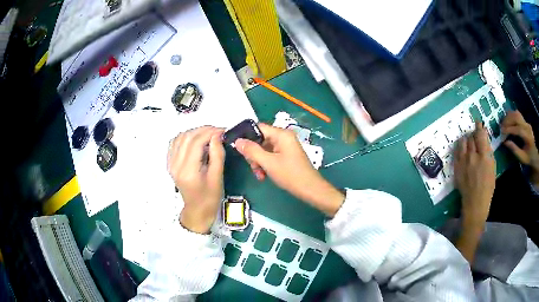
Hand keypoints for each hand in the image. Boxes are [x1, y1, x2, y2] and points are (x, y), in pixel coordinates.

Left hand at [167, 126, 224, 233]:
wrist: (197, 209)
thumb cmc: (210, 197)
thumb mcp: (217, 177)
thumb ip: (217, 154)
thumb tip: (217, 135)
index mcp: (188, 171)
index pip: (196, 142)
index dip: (210, 132)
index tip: (223, 131)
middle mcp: (176, 165)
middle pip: (187, 137)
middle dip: (204, 130)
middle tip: (218, 131)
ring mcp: (171, 163)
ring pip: (180, 137)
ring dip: (195, 132)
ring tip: (209, 134)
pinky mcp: (170, 163)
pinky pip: (175, 143)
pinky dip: (185, 137)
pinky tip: (195, 139)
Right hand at [234, 124, 343, 215]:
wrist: (310, 189)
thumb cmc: (290, 174)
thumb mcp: (268, 163)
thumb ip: (251, 151)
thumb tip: (237, 141)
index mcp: (281, 134)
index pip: (258, 128)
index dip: (246, 135)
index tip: (235, 146)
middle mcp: (283, 137)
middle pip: (260, 140)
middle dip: (253, 154)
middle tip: (252, 166)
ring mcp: (285, 147)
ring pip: (263, 150)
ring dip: (258, 162)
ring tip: (259, 175)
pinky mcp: (286, 156)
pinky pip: (270, 156)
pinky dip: (265, 165)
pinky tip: (264, 176)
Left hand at [454, 122, 495, 225]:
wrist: (474, 202)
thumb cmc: (487, 187)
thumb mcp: (492, 168)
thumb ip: (488, 152)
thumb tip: (484, 140)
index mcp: (483, 157)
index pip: (480, 135)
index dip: (479, 127)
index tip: (478, 122)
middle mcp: (472, 156)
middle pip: (471, 137)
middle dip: (474, 134)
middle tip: (475, 136)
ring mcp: (463, 161)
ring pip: (463, 142)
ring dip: (466, 139)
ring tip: (469, 142)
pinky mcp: (456, 167)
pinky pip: (457, 151)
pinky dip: (460, 147)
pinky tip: (462, 148)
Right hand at [501, 110, 538, 184]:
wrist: (534, 153)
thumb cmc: (528, 157)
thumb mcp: (522, 157)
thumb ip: (514, 150)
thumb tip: (505, 142)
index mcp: (528, 136)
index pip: (518, 130)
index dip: (510, 129)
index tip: (502, 132)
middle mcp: (527, 126)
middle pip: (517, 118)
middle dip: (508, 120)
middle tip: (501, 126)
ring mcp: (526, 122)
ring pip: (516, 114)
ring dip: (509, 116)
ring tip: (503, 122)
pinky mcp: (524, 120)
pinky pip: (517, 114)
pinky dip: (511, 115)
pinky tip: (508, 119)